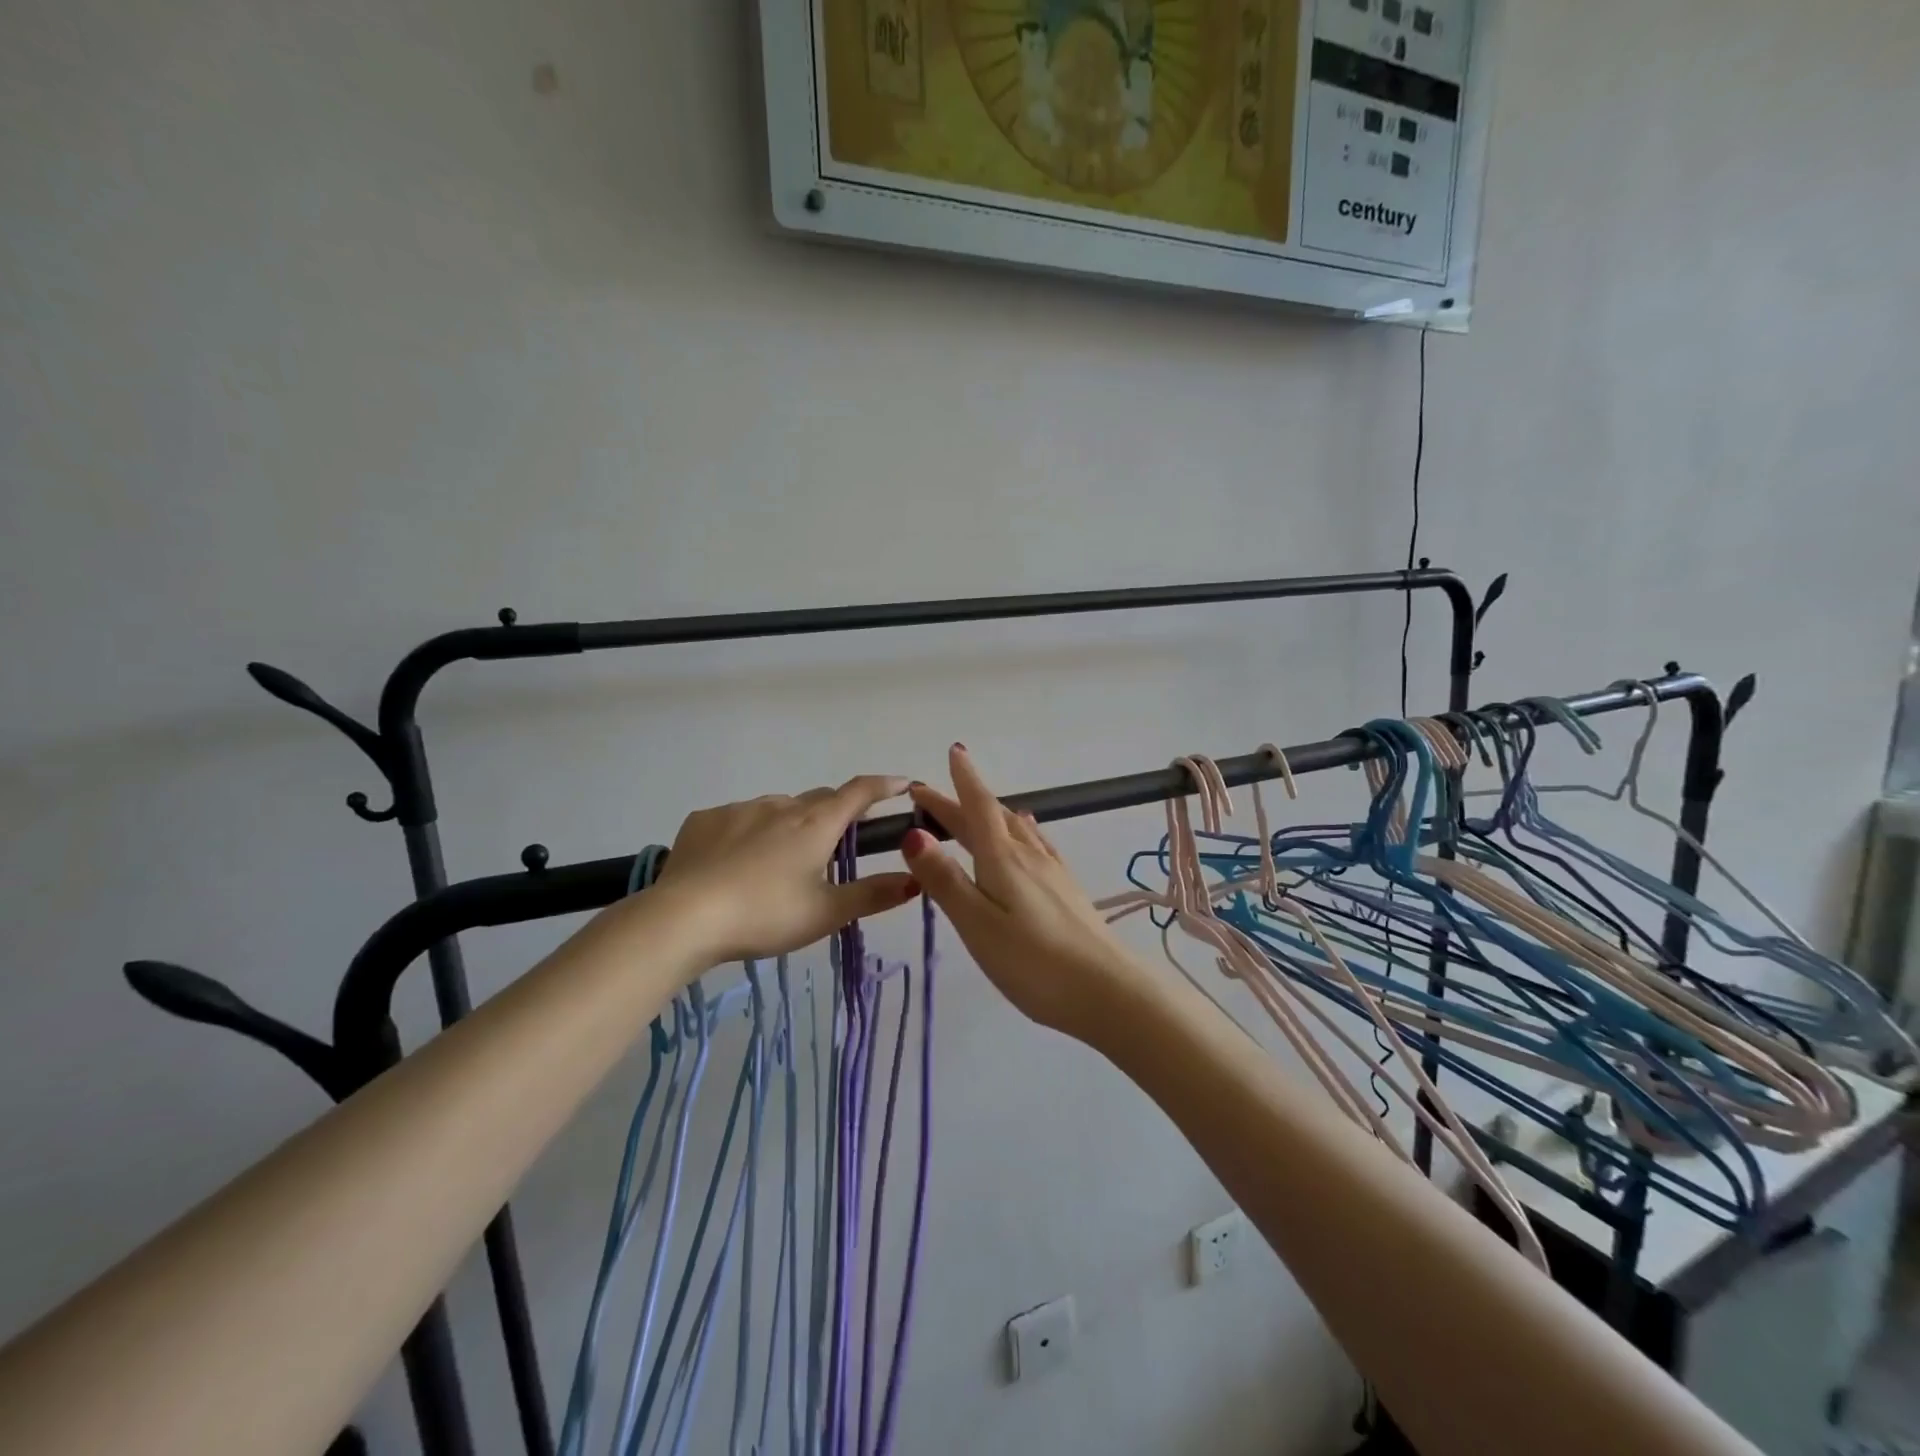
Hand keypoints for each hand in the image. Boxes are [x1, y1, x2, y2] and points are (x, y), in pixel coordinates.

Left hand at [653, 777, 920, 964]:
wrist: (684, 918)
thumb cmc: (765, 915)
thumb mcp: (826, 913)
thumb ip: (872, 895)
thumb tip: (915, 880)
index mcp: (815, 824)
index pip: (859, 792)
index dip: (885, 785)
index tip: (904, 784)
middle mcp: (780, 806)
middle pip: (819, 800)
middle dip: (835, 813)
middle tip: (838, 842)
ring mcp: (739, 810)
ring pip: (777, 809)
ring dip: (789, 824)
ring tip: (779, 863)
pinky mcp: (704, 821)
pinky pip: (737, 819)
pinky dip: (748, 832)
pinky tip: (735, 862)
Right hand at [903, 745, 1153, 1039]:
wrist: (1108, 991)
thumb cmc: (1034, 963)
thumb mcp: (977, 924)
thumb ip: (945, 880)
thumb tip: (912, 834)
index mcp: (1003, 859)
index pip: (977, 808)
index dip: (962, 781)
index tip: (951, 752)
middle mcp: (1028, 855)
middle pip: (991, 816)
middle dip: (961, 801)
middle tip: (931, 795)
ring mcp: (1052, 871)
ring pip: (1015, 829)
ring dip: (989, 814)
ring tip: (974, 808)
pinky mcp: (1067, 889)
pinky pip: (1037, 844)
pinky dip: (1021, 831)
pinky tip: (1028, 835)